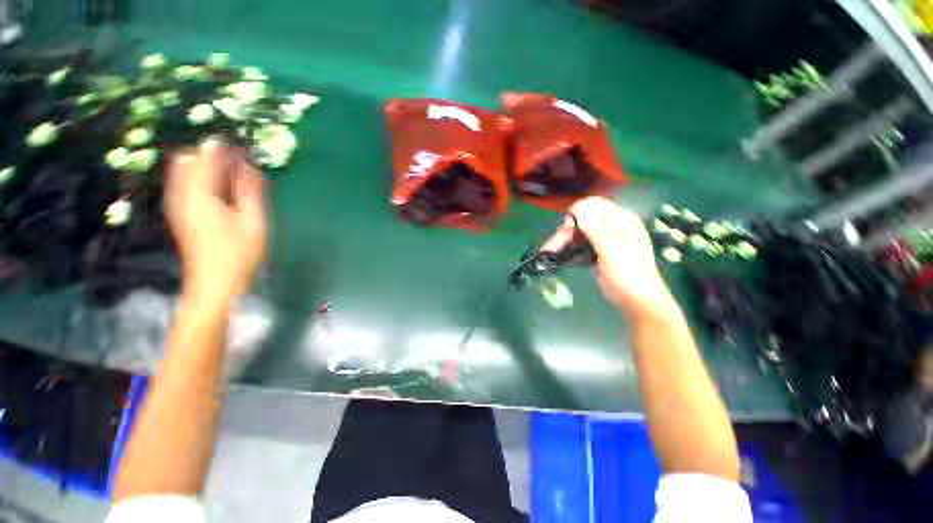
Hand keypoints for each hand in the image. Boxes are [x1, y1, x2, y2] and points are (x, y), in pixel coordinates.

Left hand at [164, 138, 266, 303]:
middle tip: (240, 166)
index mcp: (199, 195)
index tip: (244, 150)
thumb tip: (250, 165)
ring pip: (184, 170)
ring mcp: (176, 203)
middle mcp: (181, 194)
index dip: (225, 149)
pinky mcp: (179, 212)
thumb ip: (250, 190)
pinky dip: (202, 179)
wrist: (215, 282)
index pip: (206, 157)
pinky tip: (222, 191)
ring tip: (234, 178)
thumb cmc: (238, 253)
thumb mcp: (253, 221)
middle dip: (213, 156)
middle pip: (189, 159)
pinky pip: (184, 184)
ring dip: (207, 167)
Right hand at [542, 197, 677, 319]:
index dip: (578, 214)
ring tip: (548, 252)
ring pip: (578, 232)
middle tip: (550, 248)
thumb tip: (579, 210)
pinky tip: (558, 255)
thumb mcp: (613, 253)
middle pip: (582, 220)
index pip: (595, 205)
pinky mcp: (597, 249)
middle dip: (565, 232)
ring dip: (563, 241)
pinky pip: (579, 243)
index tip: (566, 229)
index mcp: (622, 221)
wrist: (636, 300)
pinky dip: (568, 248)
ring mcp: (604, 238)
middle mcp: (612, 225)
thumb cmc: (629, 276)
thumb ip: (596, 231)